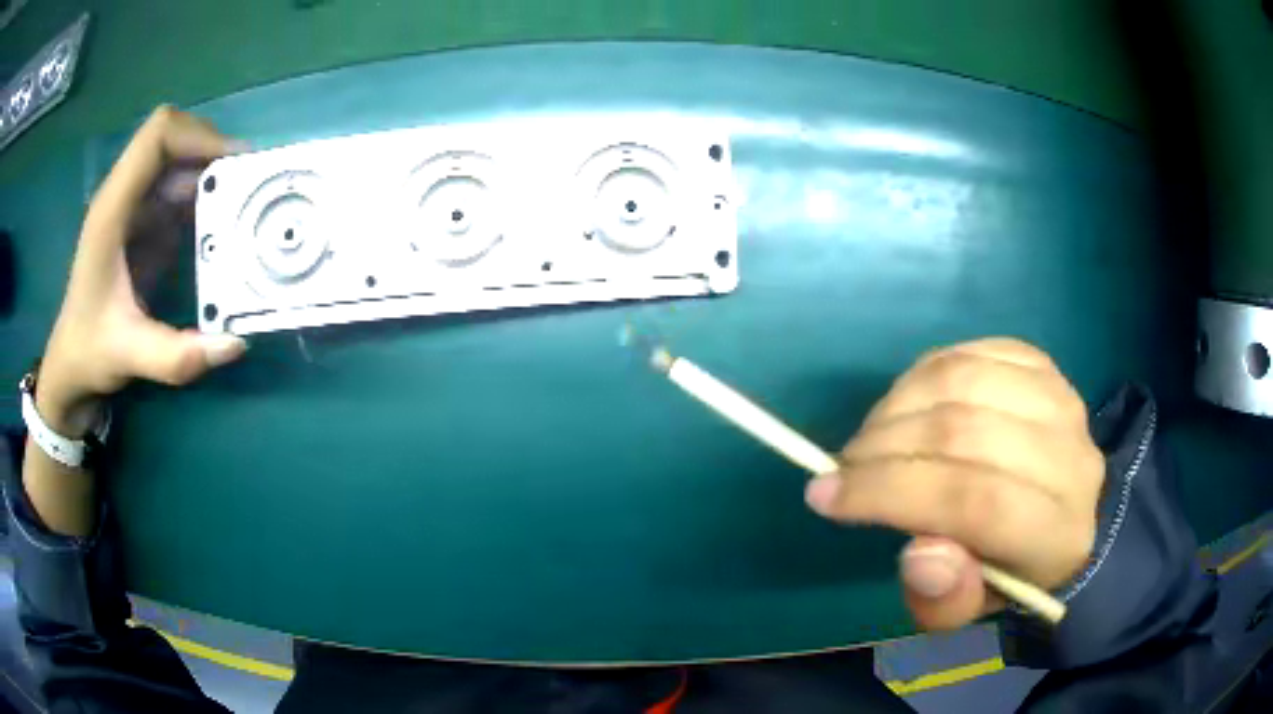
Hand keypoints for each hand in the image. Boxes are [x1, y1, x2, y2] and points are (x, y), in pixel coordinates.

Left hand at [36, 106, 246, 435]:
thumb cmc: (90, 351)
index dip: (197, 136)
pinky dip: (203, 196)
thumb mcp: (128, 356)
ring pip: (178, 160)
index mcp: (111, 210)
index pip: (157, 137)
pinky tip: (220, 225)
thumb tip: (235, 344)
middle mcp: (122, 196)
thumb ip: (176, 355)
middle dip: (211, 151)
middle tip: (247, 183)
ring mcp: (132, 207)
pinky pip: (177, 189)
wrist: (71, 364)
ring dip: (210, 173)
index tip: (232, 166)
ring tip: (243, 201)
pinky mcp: (141, 222)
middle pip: (173, 138)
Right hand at [805, 338, 1102, 629]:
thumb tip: (919, 554)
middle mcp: (1071, 458)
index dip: (892, 493)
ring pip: (962, 382)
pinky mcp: (1041, 365)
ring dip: (896, 407)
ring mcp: (1060, 400)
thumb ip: (945, 598)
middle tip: (842, 469)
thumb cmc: (1004, 569)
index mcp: (1057, 535)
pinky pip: (968, 354)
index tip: (825, 496)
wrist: (1057, 511)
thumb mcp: (968, 607)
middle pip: (966, 434)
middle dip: (884, 449)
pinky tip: (906, 407)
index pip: (975, 502)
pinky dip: (921, 376)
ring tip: (870, 440)